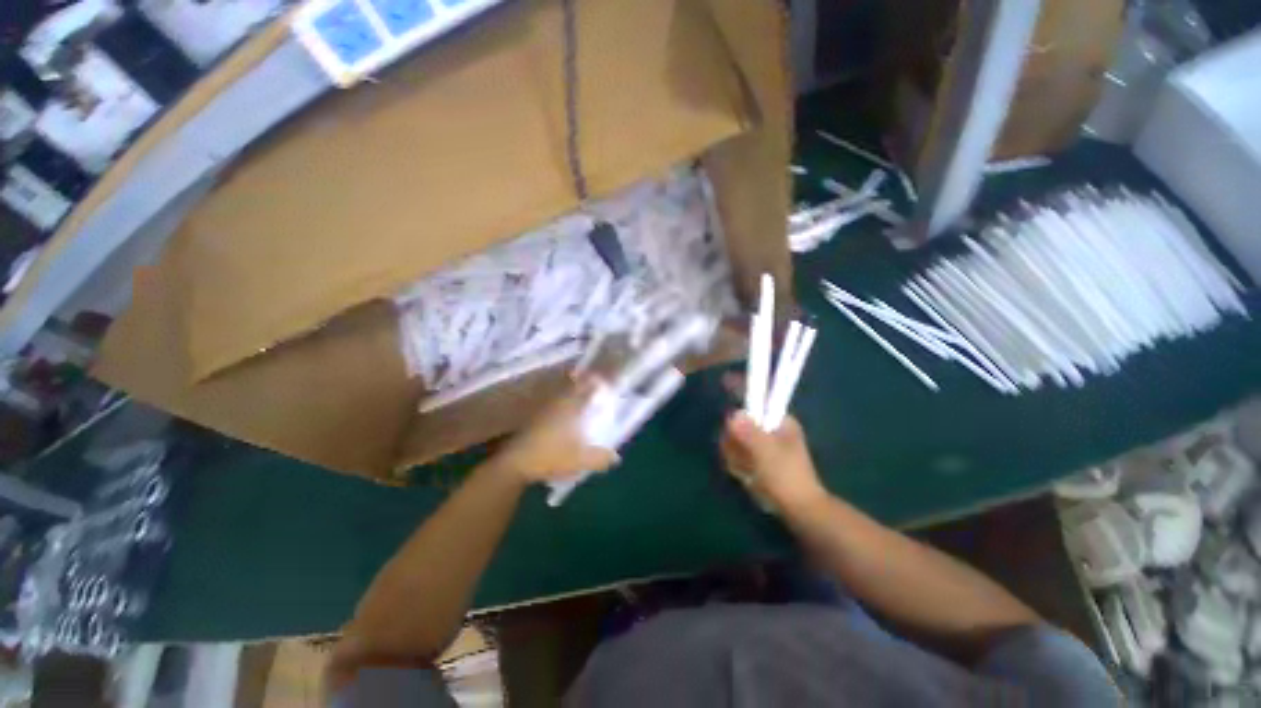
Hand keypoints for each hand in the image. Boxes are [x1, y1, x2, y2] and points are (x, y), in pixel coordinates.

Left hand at [491, 378, 619, 483]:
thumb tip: (616, 457)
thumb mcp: (579, 460)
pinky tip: (563, 415)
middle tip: (592, 384)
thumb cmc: (550, 456)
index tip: (602, 379)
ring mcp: (543, 411)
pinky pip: (551, 406)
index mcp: (569, 408)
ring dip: (570, 393)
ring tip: (580, 397)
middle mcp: (557, 404)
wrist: (515, 464)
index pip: (585, 389)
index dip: (594, 383)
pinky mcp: (534, 420)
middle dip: (582, 384)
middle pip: (571, 388)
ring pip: (560, 396)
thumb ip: (600, 458)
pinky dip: (559, 405)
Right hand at [720, 412, 827, 512]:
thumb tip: (734, 414)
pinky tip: (747, 479)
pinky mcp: (760, 462)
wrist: (800, 512)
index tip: (733, 429)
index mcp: (781, 422)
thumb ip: (748, 431)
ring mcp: (766, 447)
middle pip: (739, 426)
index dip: (738, 414)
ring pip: (737, 443)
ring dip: (737, 459)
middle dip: (735, 444)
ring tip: (748, 474)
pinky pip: (739, 457)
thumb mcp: (766, 451)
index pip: (753, 406)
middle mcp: (773, 430)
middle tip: (743, 461)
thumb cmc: (786, 478)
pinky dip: (740, 468)